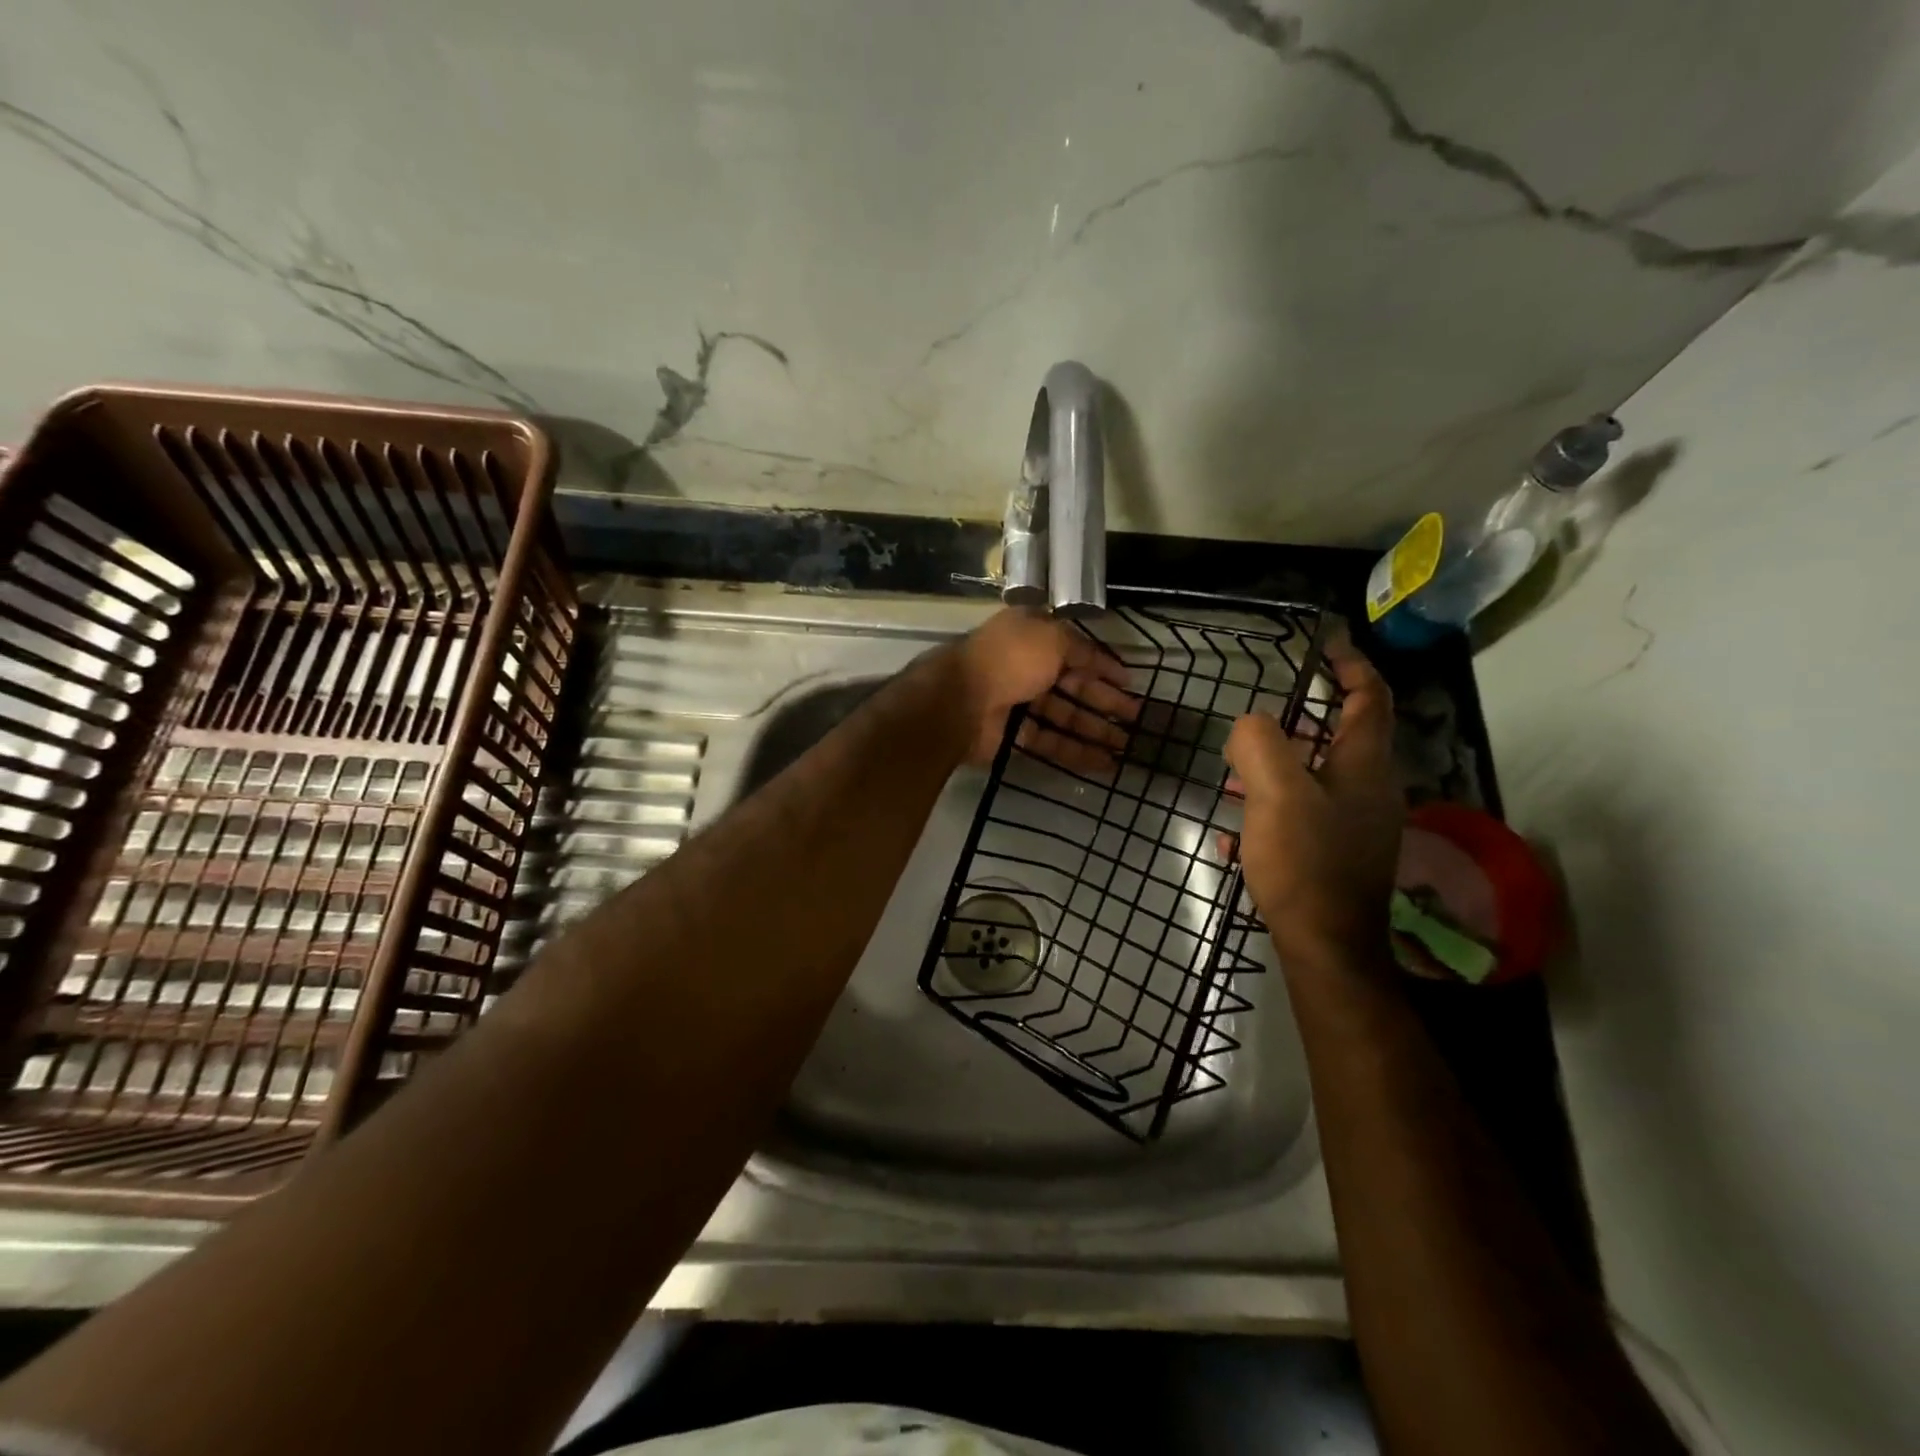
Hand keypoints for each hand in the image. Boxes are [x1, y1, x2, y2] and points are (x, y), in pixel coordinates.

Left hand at [945, 608, 1137, 773]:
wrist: (960, 700)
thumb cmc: (1010, 659)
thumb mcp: (1051, 637)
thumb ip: (1079, 647)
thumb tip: (1098, 659)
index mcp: (1032, 638)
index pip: (1075, 651)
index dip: (1103, 666)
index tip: (1129, 682)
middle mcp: (1025, 668)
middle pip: (1073, 687)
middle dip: (1105, 701)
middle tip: (1136, 718)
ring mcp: (1017, 704)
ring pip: (1064, 718)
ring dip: (1095, 730)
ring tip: (1126, 745)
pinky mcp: (1012, 737)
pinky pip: (1050, 743)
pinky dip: (1076, 752)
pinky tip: (1104, 763)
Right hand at [1224, 630, 1402, 968]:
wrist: (1327, 944)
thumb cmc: (1305, 861)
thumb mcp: (1275, 791)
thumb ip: (1260, 743)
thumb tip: (1251, 725)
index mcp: (1364, 764)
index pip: (1370, 698)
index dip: (1351, 666)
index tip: (1327, 645)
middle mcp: (1371, 789)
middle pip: (1346, 736)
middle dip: (1307, 718)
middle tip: (1263, 716)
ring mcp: (1358, 825)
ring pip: (1321, 776)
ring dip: (1284, 764)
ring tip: (1238, 771)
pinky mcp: (1340, 854)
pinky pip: (1306, 813)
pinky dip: (1275, 806)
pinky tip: (1239, 830)